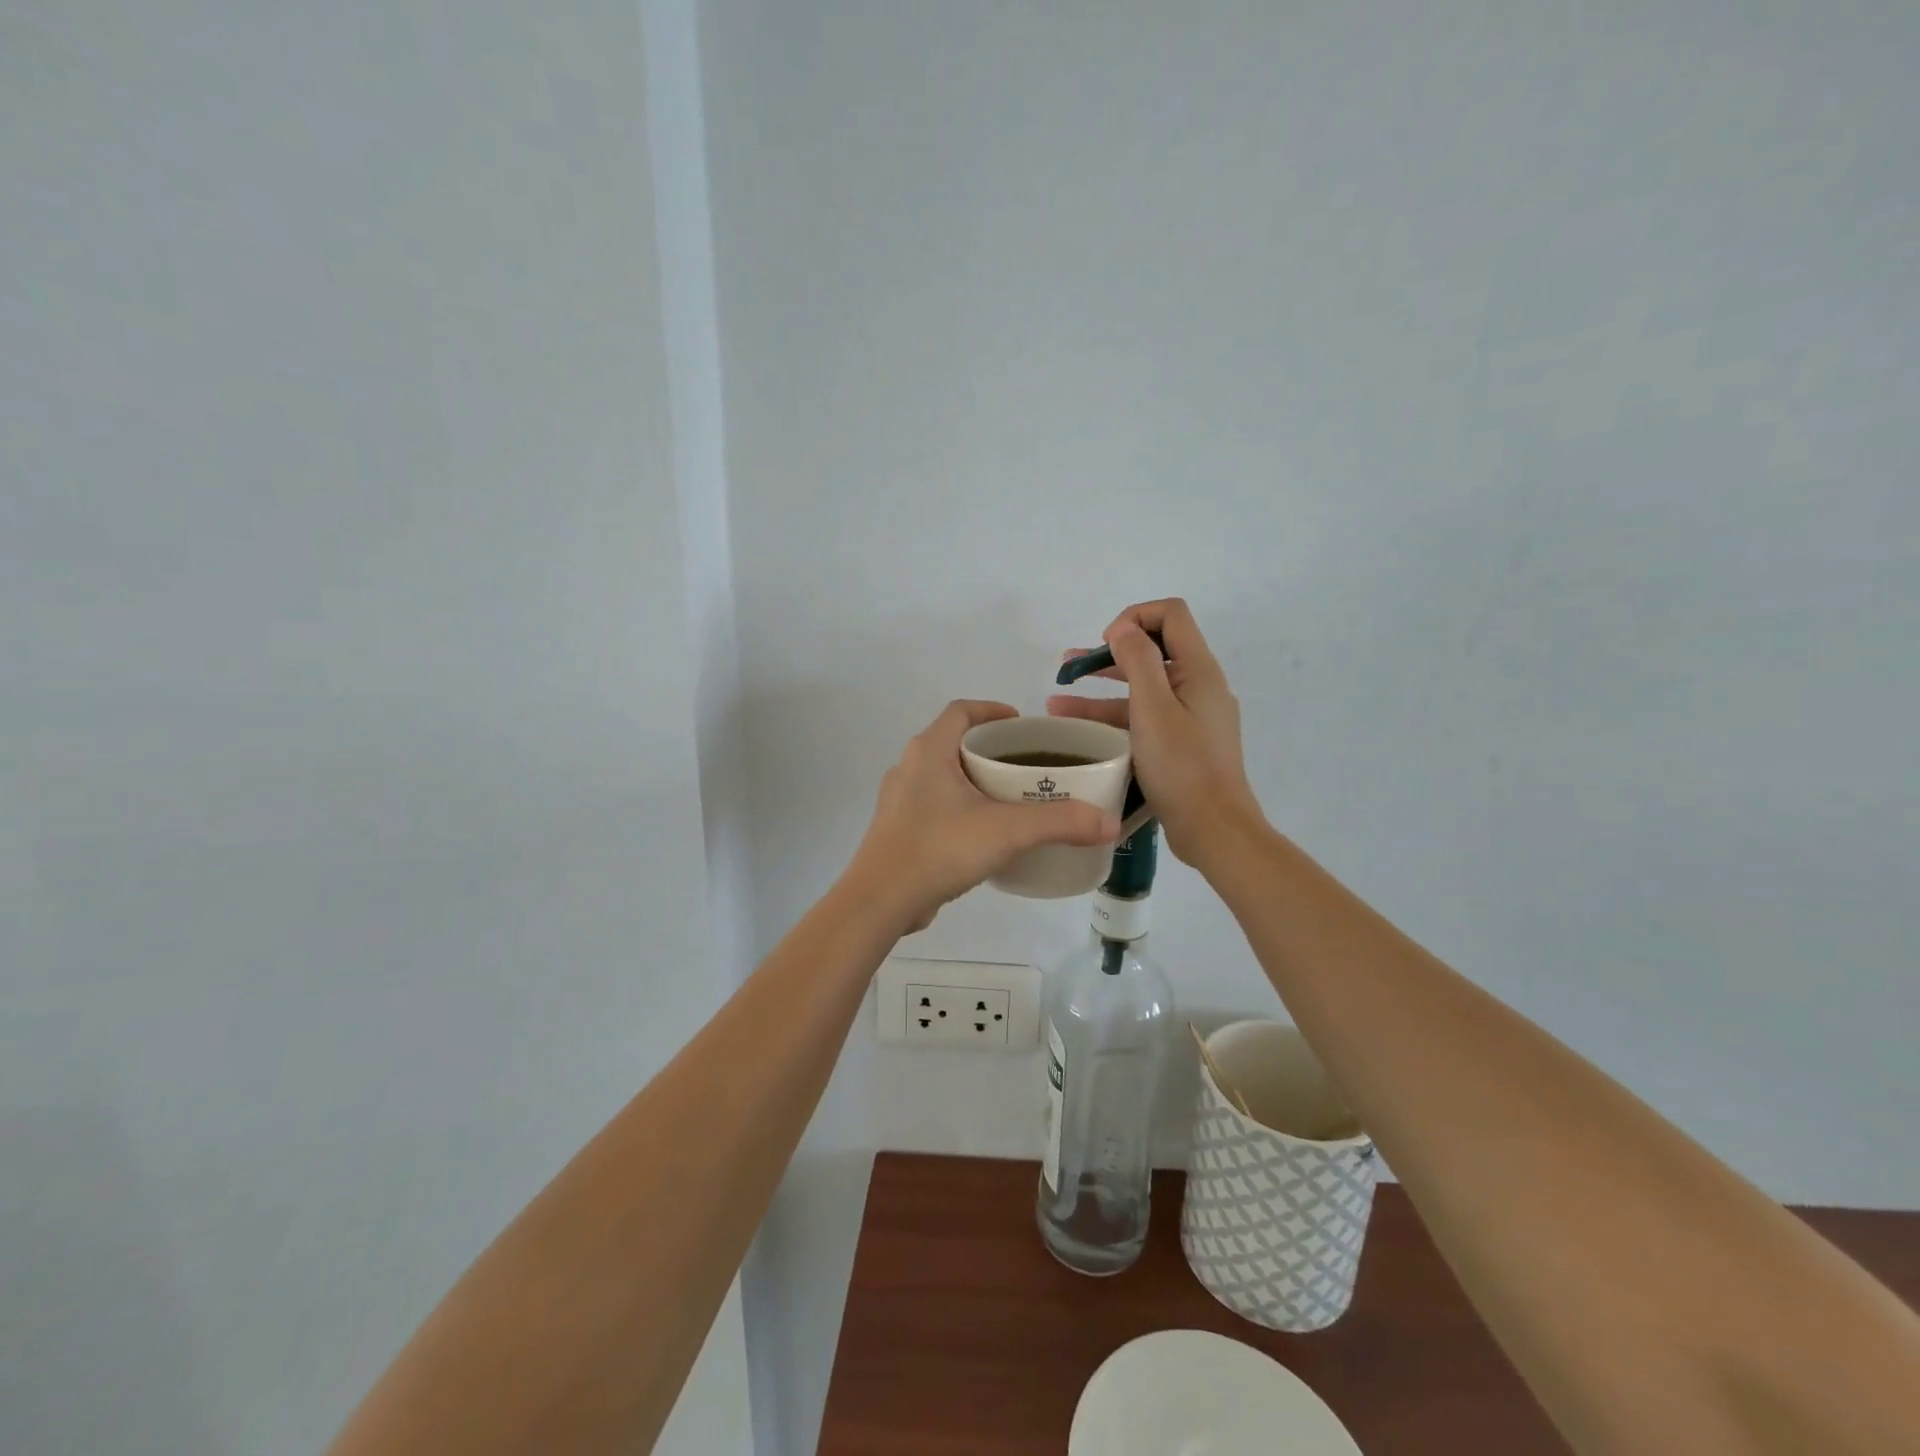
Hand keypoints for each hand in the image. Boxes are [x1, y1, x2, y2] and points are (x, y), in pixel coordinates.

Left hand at [846, 700, 1120, 933]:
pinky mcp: (897, 830)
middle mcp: (909, 767)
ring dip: (974, 780)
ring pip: (943, 777)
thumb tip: (1109, 823)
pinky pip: (934, 806)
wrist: (880, 900)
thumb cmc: (939, 848)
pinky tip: (984, 834)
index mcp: (929, 751)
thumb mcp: (1007, 831)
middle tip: (1026, 765)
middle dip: (990, 749)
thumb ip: (1059, 823)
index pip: (961, 711)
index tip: (1021, 723)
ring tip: (1011, 798)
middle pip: (953, 742)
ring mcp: (899, 801)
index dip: (992, 710)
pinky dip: (960, 808)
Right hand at [1048, 599, 1264, 866]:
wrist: (1214, 829)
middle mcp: (1199, 686)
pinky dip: (1114, 718)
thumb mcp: (1153, 709)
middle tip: (1069, 666)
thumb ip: (1137, 661)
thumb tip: (1122, 627)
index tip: (1104, 644)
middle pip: (1153, 650)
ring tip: (1056, 702)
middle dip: (1109, 653)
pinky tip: (1080, 730)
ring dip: (1102, 690)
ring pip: (1143, 689)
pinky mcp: (1181, 743)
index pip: (1170, 614)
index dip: (1134, 617)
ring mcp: (1191, 716)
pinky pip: (1145, 718)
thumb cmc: (1182, 767)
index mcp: (1199, 670)